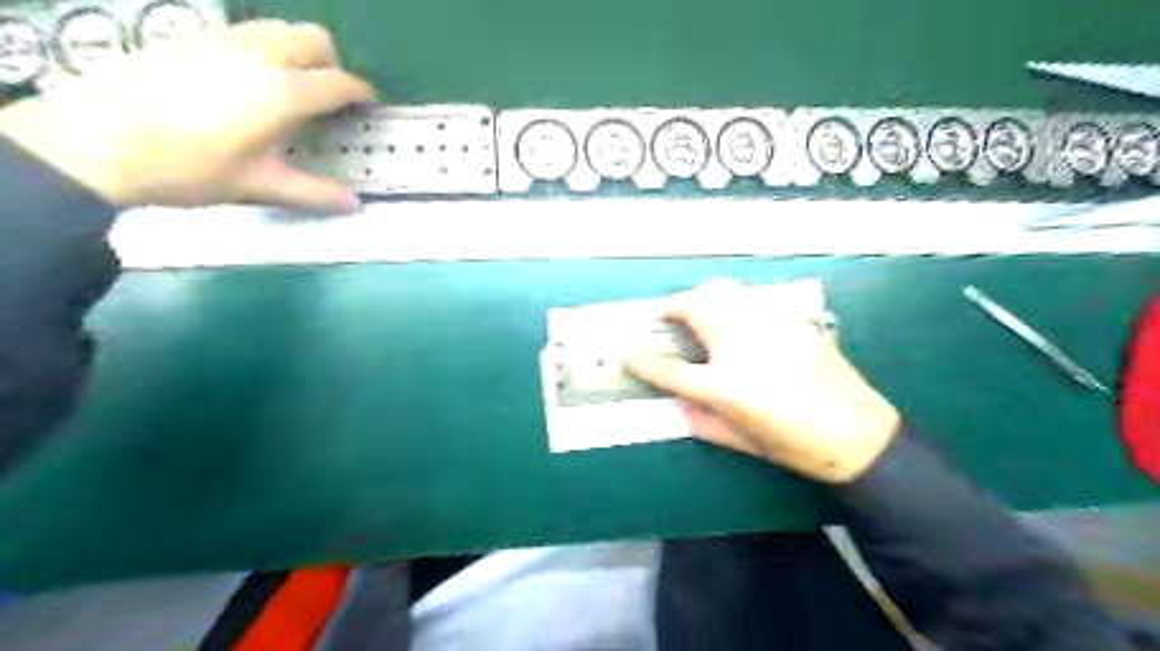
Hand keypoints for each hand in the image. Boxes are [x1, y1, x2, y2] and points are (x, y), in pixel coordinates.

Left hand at [0, 21, 376, 209]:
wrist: (98, 141)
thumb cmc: (190, 168)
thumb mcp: (259, 185)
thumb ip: (314, 193)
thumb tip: (355, 205)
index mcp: (284, 93)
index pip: (339, 82)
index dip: (360, 93)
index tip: (369, 104)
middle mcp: (261, 56)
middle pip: (314, 40)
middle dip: (333, 63)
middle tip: (330, 96)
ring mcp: (224, 40)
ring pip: (280, 28)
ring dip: (300, 50)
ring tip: (294, 85)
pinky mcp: (194, 37)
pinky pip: (248, 31)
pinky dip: (267, 47)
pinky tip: (251, 79)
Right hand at [631, 277, 900, 481]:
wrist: (857, 435)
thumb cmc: (794, 446)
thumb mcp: (739, 441)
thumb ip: (699, 418)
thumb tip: (676, 398)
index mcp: (726, 385)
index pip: (669, 368)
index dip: (643, 360)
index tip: (628, 352)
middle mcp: (743, 346)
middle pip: (697, 305)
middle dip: (676, 307)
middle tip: (670, 318)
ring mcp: (770, 327)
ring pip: (726, 291)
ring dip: (704, 299)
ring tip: (701, 314)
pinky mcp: (792, 320)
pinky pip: (754, 300)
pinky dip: (737, 304)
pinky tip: (742, 323)